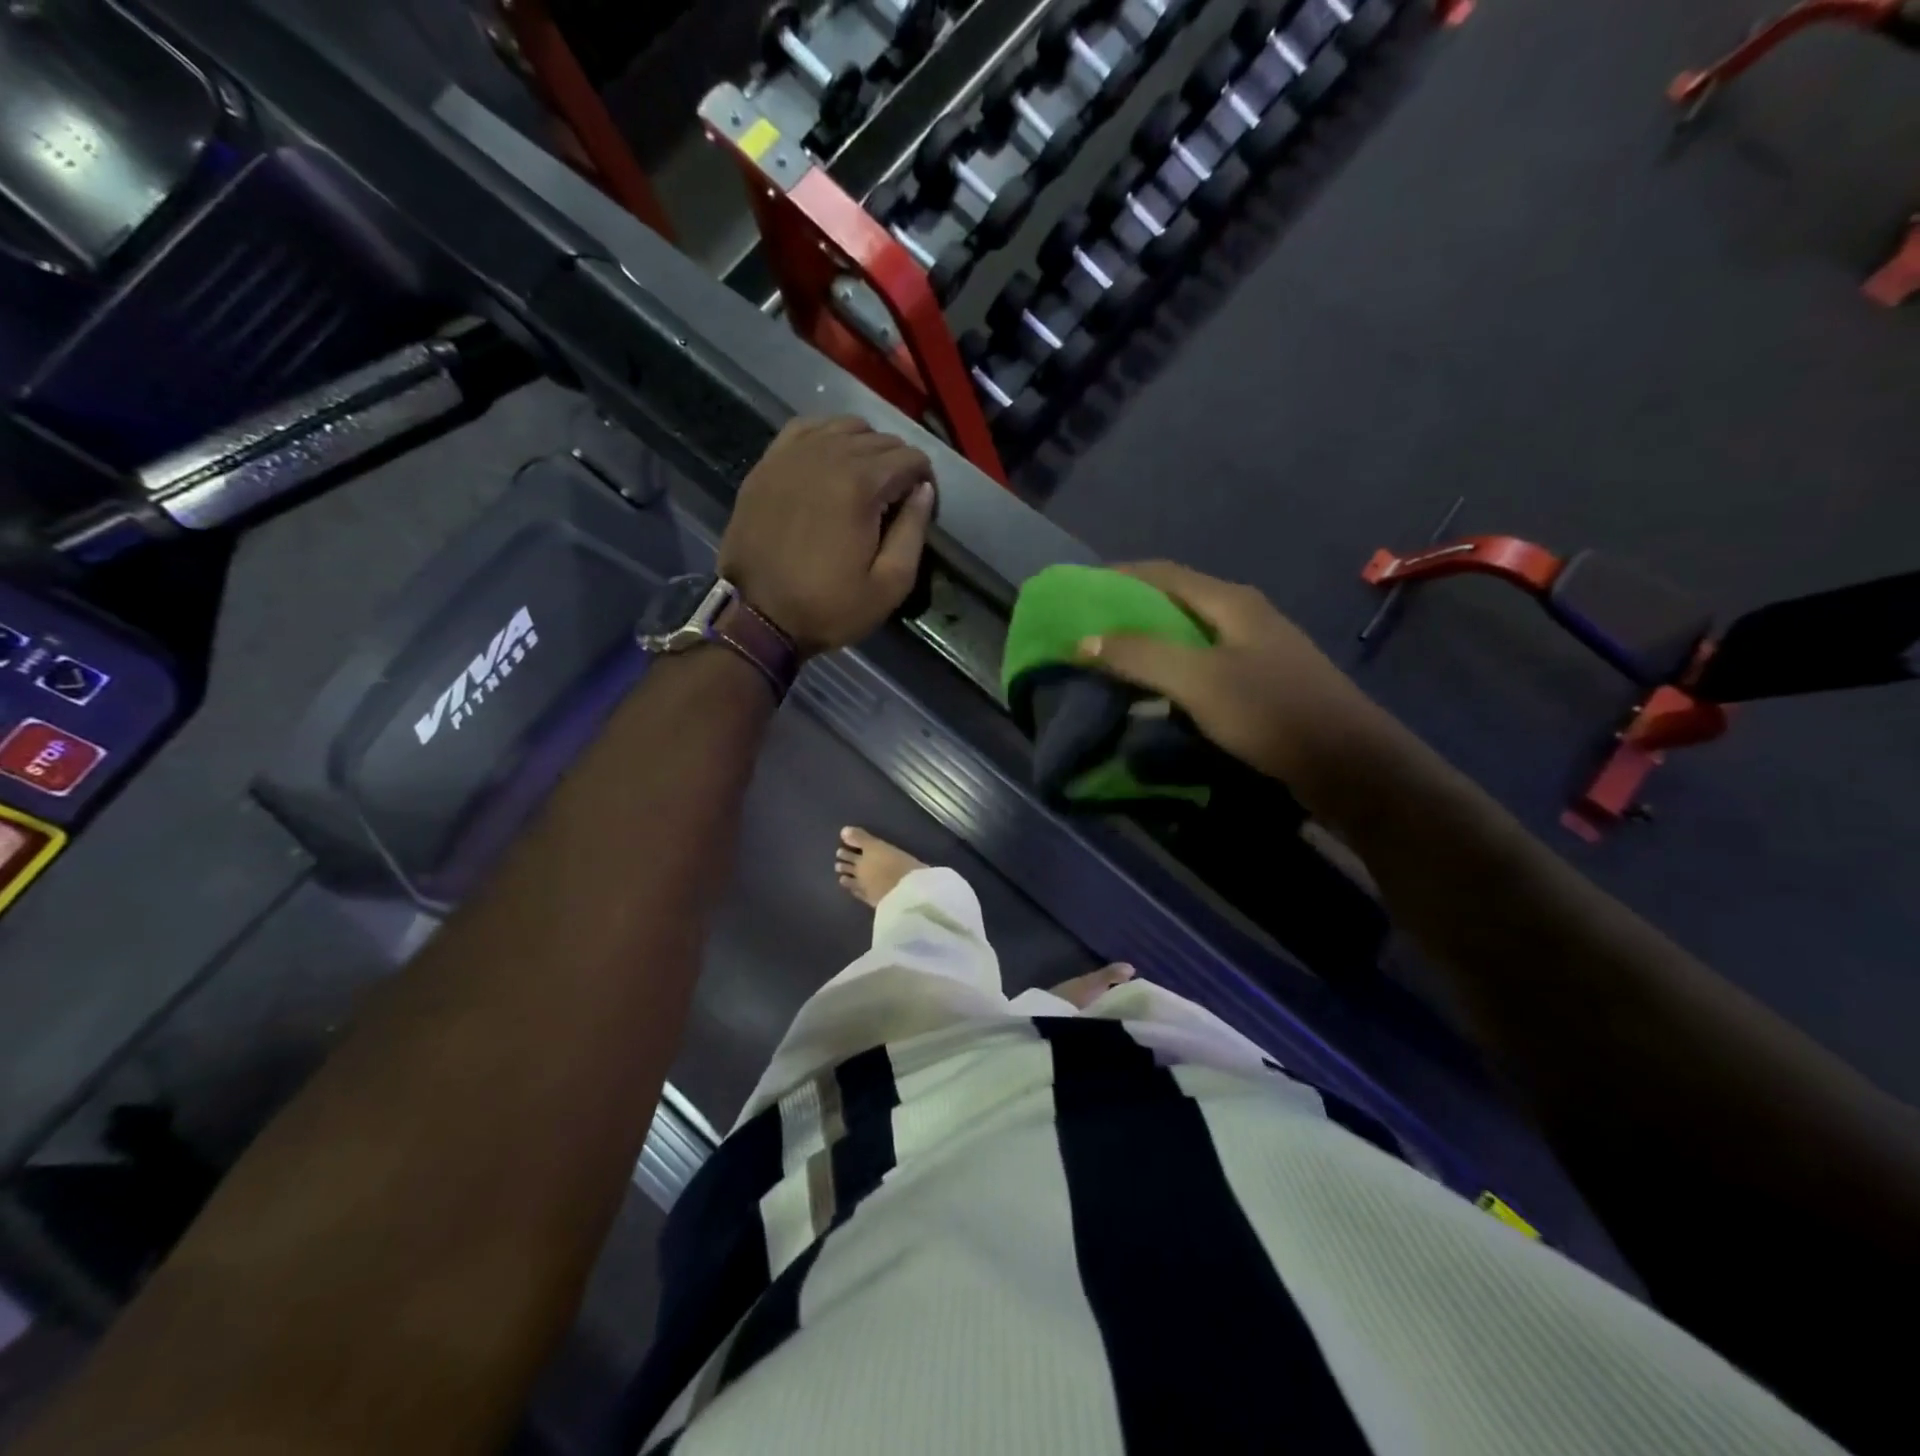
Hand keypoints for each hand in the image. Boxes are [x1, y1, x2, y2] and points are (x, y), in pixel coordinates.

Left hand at [719, 417, 935, 654]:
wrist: (756, 615)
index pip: (910, 458)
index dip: (924, 480)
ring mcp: (793, 455)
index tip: (919, 507)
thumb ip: (913, 532)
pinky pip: (806, 428)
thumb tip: (925, 490)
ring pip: (844, 426)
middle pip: (879, 439)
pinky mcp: (768, 463)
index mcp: (861, 485)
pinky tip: (831, 460)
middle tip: (895, 500)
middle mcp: (828, 455)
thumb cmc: (828, 607)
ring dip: (865, 447)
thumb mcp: (889, 586)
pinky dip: (827, 436)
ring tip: (865, 482)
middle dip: (897, 464)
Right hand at [1076, 561, 1383, 781]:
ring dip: (1151, 642)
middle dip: (1130, 611)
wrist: (1349, 765)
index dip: (1119, 577)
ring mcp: (1257, 651)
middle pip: (1176, 602)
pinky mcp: (1262, 684)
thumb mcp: (1198, 680)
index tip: (1078, 591)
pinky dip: (1172, 669)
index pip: (1163, 574)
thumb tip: (1084, 640)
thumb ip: (1140, 656)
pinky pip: (1204, 664)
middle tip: (1088, 630)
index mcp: (1231, 602)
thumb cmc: (1271, 712)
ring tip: (1112, 661)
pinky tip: (1157, 693)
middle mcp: (1245, 617)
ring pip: (1191, 635)